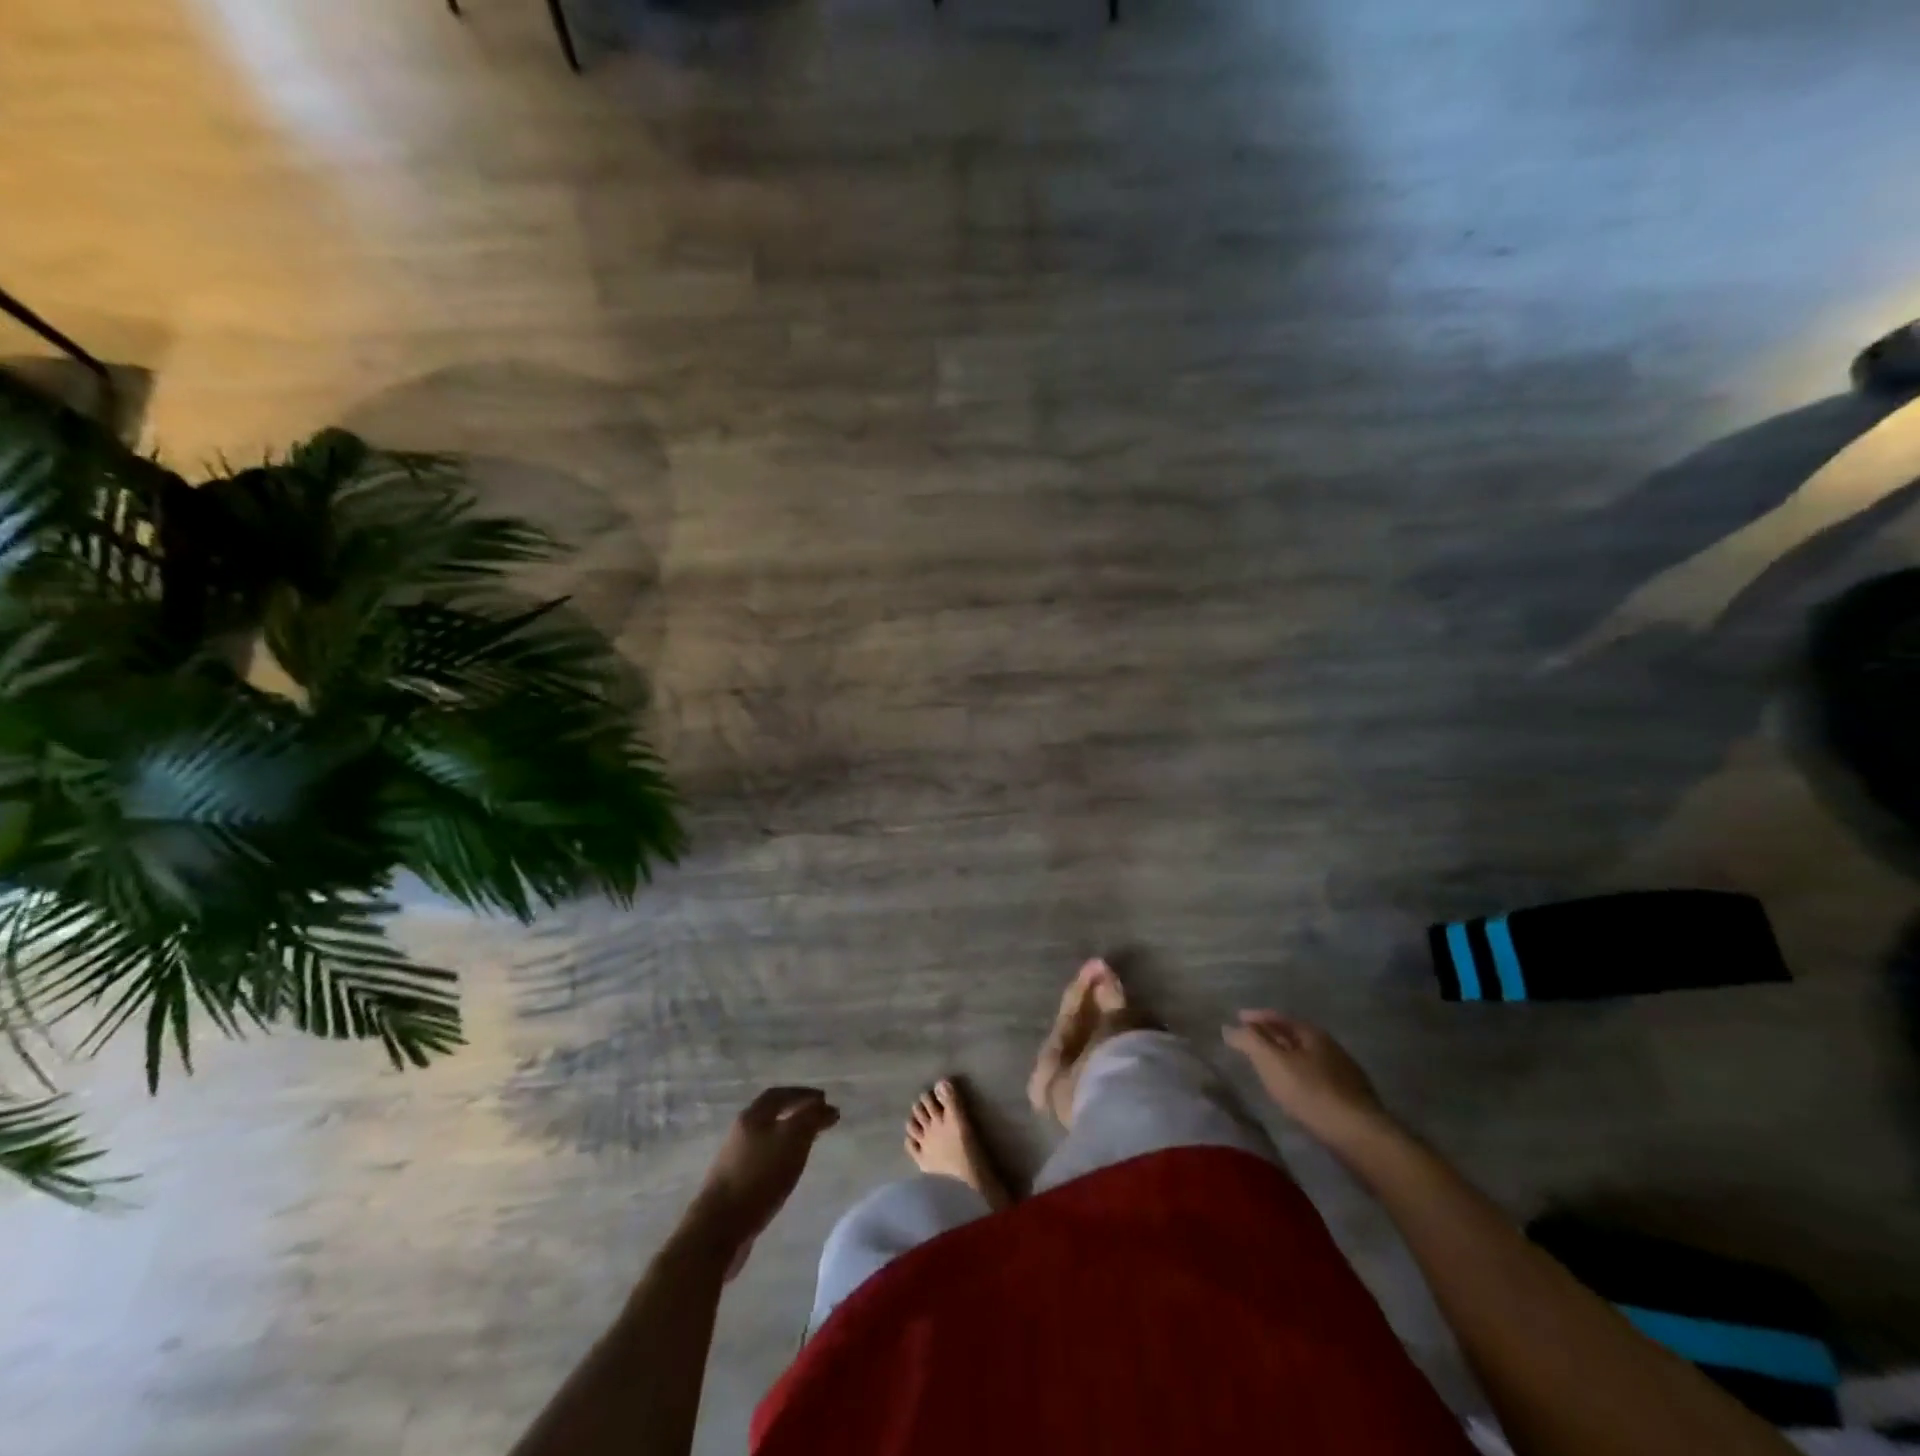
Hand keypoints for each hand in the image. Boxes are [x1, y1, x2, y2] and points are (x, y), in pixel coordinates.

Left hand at [685, 1087, 838, 1278]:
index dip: (803, 1094)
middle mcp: (740, 1132)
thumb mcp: (793, 1140)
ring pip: (766, 1138)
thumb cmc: (759, 1176)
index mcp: (752, 1116)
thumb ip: (811, 1119)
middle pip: (771, 1114)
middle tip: (819, 1120)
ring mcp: (734, 1159)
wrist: (718, 1228)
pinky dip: (779, 1156)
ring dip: (788, 1136)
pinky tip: (788, 1170)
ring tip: (808, 1144)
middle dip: (796, 1113)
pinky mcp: (734, 1184)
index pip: (779, 1094)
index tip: (824, 1100)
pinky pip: (762, 1160)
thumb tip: (828, 1107)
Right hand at [1222, 1011, 1393, 1150]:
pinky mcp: (1349, 1097)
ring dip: (1285, 1057)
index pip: (1277, 1017)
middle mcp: (1329, 1047)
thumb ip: (1249, 1041)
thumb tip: (1228, 1027)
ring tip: (1267, 1065)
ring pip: (1305, 1057)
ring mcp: (1343, 1072)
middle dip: (1270, 1035)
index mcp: (1311, 1033)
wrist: (1360, 1136)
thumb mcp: (1272, 1062)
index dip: (1255, 1017)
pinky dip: (1298, 1075)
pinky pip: (1315, 1077)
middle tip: (1249, 1040)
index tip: (1237, 1018)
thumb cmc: (1311, 1092)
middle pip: (1293, 1035)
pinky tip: (1293, 1088)